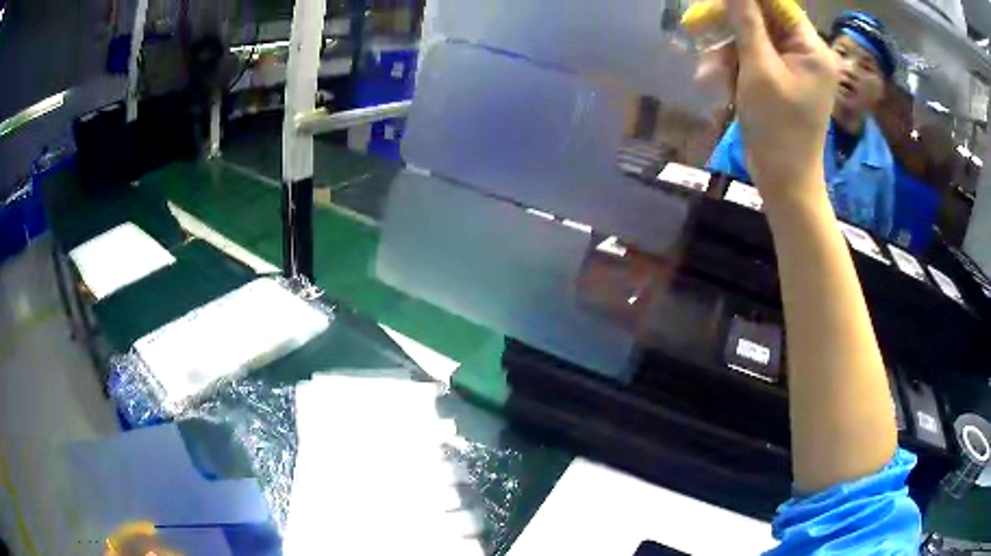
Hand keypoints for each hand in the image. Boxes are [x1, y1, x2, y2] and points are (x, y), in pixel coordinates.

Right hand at [724, 0, 836, 203]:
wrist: (784, 181)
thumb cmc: (777, 127)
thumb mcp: (758, 70)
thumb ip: (746, 23)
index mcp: (811, 49)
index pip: (777, 5)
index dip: (746, 0)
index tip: (715, 3)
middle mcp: (804, 53)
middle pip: (762, 20)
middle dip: (729, 28)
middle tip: (696, 28)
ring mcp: (791, 68)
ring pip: (751, 40)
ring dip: (725, 53)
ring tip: (708, 75)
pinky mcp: (779, 81)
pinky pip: (751, 60)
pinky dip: (732, 68)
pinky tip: (716, 84)